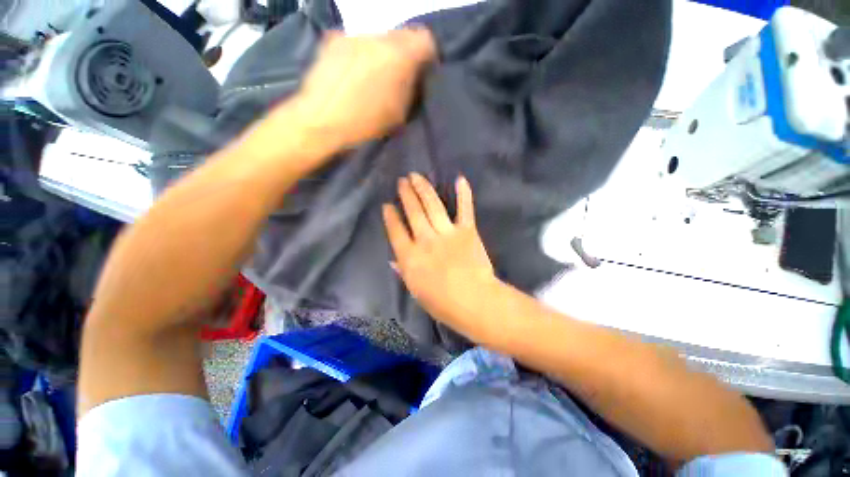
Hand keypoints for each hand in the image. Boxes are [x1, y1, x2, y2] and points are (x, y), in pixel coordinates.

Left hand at [291, 28, 435, 150]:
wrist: (322, 123)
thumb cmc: (366, 126)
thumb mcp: (400, 114)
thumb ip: (411, 88)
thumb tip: (413, 77)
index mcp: (400, 57)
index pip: (425, 40)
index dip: (426, 55)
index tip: (421, 71)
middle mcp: (379, 37)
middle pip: (401, 36)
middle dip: (403, 54)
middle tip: (397, 77)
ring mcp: (354, 35)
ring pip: (377, 39)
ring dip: (380, 55)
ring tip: (371, 78)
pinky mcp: (333, 40)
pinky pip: (356, 43)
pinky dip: (360, 55)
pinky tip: (352, 75)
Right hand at [383, 173, 498, 337]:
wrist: (474, 301)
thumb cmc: (442, 303)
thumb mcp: (416, 291)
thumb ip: (403, 272)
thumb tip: (393, 260)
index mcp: (410, 257)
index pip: (396, 231)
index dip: (390, 217)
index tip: (387, 205)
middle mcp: (425, 240)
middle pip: (413, 212)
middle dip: (406, 194)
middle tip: (402, 180)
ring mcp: (447, 233)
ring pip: (432, 205)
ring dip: (423, 188)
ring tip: (416, 176)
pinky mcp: (467, 231)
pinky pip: (464, 209)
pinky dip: (463, 194)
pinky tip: (459, 179)